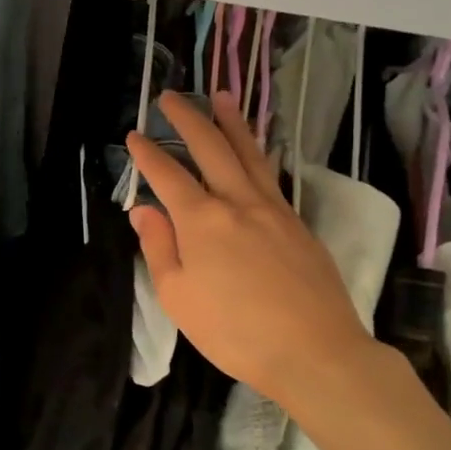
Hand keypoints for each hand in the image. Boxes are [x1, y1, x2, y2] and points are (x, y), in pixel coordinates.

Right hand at [126, 93, 378, 404]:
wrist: (315, 352)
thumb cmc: (234, 331)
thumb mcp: (178, 297)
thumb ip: (159, 248)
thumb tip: (144, 210)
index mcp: (202, 221)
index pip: (168, 175)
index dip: (148, 154)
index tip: (135, 136)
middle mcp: (238, 202)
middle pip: (211, 148)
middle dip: (188, 118)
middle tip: (172, 96)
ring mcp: (274, 209)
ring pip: (249, 153)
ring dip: (231, 122)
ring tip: (221, 97)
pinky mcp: (299, 223)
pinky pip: (272, 174)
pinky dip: (258, 152)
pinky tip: (256, 149)